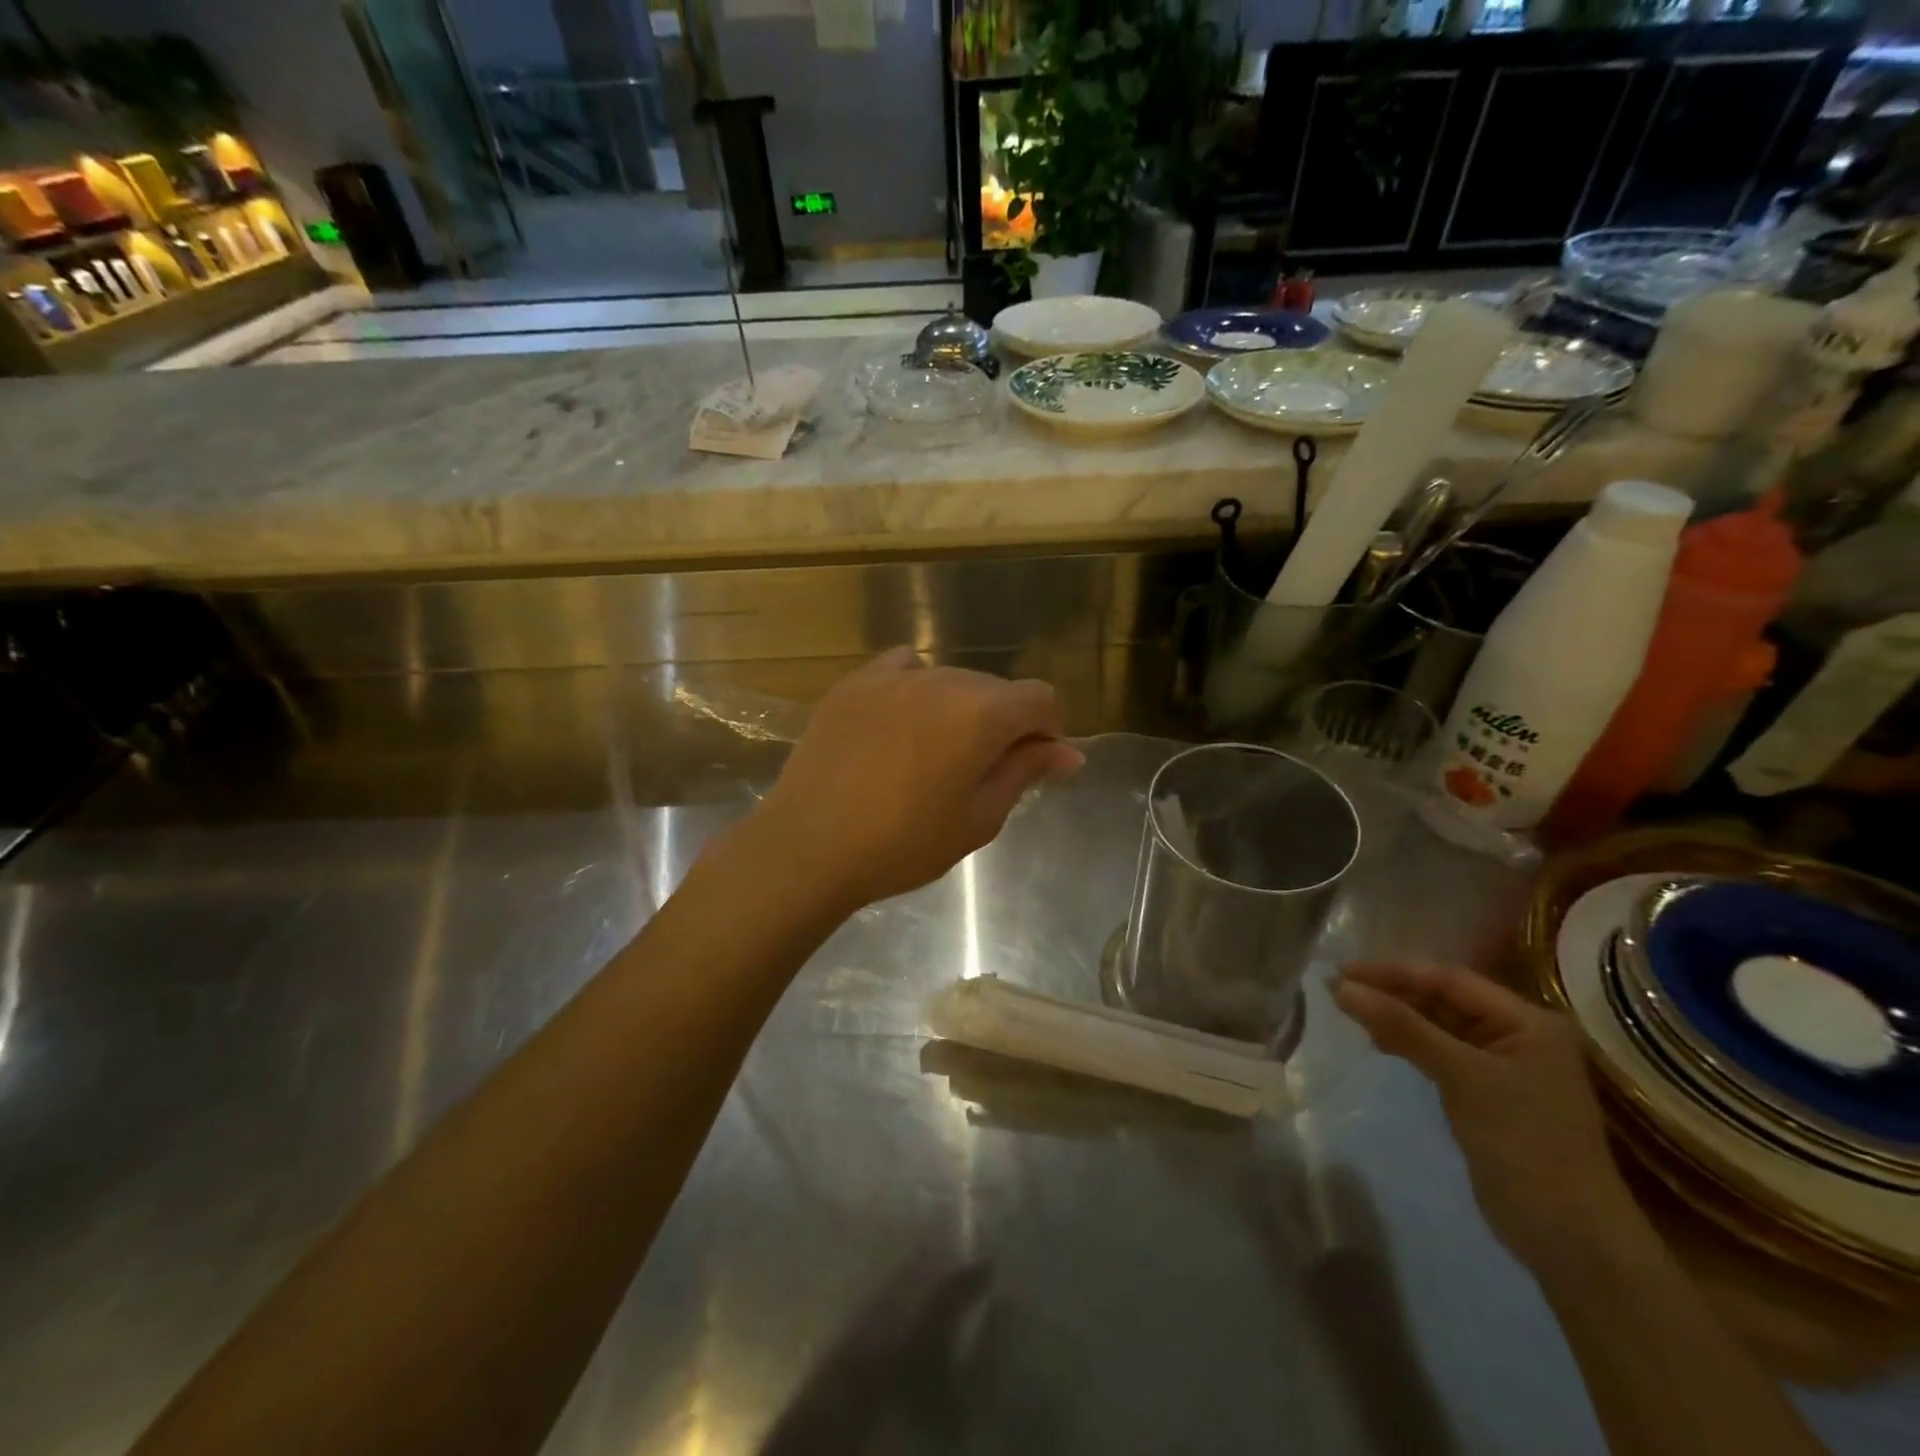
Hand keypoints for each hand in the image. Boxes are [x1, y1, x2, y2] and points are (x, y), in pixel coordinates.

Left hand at [752, 648, 1084, 911]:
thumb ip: (1025, 772)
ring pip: (950, 680)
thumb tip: (1069, 752)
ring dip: (959, 709)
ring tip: (933, 754)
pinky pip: (903, 669)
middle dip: (1003, 722)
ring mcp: (894, 676)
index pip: (1041, 698)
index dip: (1047, 731)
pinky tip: (902, 721)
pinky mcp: (855, 683)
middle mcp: (944, 679)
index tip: (1030, 766)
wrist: (809, 844)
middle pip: (996, 688)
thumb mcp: (978, 818)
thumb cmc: (903, 843)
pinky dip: (916, 689)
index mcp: (983, 713)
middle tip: (980, 771)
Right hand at [1332, 962, 1640, 1272]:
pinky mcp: (1486, 1093)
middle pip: (1443, 999)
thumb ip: (1402, 1028)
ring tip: (1350, 1013)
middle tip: (1338, 991)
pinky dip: (1408, 1043)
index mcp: (1528, 1021)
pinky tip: (1379, 1043)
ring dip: (1396, 1018)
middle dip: (1392, 993)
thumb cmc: (1524, 1143)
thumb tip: (1341, 988)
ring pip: (1438, 1025)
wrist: (1569, 1238)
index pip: (1449, 980)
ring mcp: (1503, 1065)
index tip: (1343, 972)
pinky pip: (1439, 1052)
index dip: (1394, 972)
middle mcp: (1518, 1034)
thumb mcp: (1461, 1077)